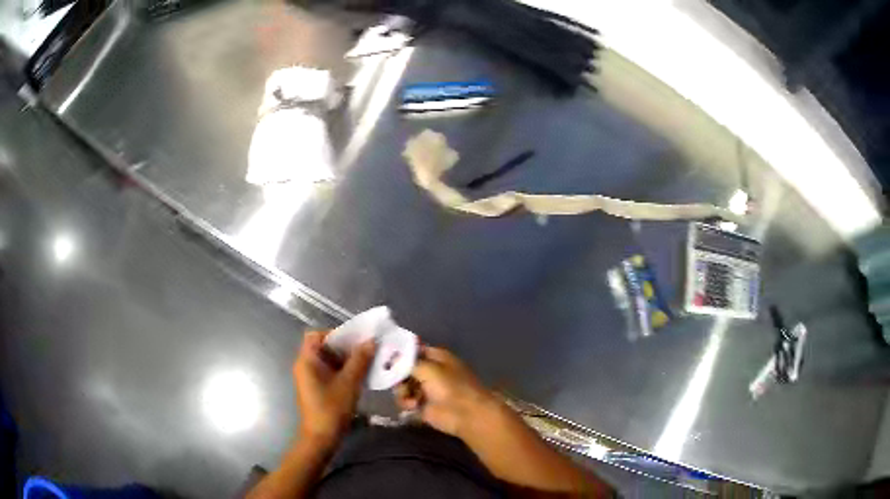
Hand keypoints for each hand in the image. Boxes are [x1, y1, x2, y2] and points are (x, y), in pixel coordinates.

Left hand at [293, 331, 375, 448]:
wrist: (321, 437)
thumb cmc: (332, 408)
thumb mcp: (349, 382)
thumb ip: (360, 360)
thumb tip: (370, 341)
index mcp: (307, 360)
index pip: (316, 335)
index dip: (334, 334)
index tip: (354, 340)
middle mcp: (304, 365)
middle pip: (322, 347)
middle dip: (343, 347)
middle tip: (364, 351)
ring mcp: (309, 378)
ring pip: (327, 360)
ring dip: (345, 359)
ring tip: (365, 363)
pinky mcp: (315, 388)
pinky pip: (327, 371)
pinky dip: (341, 370)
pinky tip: (358, 377)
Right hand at [394, 346, 496, 438]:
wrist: (464, 414)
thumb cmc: (450, 387)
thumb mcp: (428, 369)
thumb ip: (408, 363)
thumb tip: (393, 358)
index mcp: (437, 357)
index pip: (414, 350)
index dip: (400, 353)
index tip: (385, 356)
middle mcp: (430, 371)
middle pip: (405, 369)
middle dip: (398, 374)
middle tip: (394, 379)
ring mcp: (426, 389)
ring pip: (403, 385)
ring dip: (402, 390)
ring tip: (408, 396)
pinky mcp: (422, 405)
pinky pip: (406, 400)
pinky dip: (406, 402)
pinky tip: (413, 406)